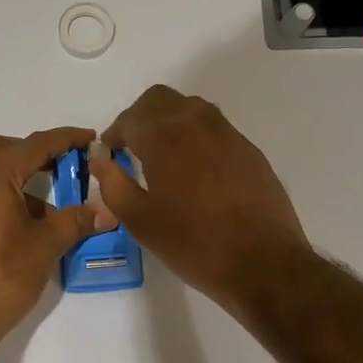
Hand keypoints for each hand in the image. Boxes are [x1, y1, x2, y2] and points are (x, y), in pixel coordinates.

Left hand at [0, 127, 101, 347]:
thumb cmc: (1, 276)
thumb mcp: (45, 247)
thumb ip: (75, 222)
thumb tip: (106, 211)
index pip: (36, 144)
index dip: (66, 139)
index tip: (90, 139)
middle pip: (4, 149)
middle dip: (35, 152)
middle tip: (63, 167)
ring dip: (19, 176)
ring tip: (48, 207)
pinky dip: (3, 194)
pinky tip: (23, 225)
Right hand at [91, 86, 308, 308]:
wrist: (262, 262)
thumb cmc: (193, 244)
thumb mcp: (140, 221)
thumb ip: (113, 184)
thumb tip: (101, 158)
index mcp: (166, 137)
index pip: (131, 117)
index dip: (115, 133)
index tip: (111, 155)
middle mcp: (198, 123)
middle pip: (161, 99)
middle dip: (141, 118)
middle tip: (133, 149)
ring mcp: (229, 134)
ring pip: (191, 108)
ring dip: (170, 122)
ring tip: (163, 158)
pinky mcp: (249, 150)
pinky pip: (215, 128)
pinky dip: (196, 136)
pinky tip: (195, 171)